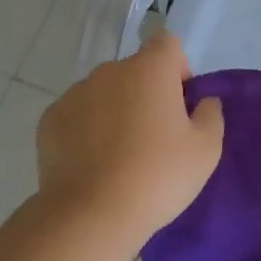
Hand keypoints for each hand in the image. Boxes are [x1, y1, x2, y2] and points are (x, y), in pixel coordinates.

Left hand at [35, 33, 223, 244]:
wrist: (91, 215)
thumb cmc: (158, 176)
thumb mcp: (206, 150)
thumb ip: (211, 115)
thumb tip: (203, 101)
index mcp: (150, 69)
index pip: (167, 45)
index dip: (178, 69)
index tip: (180, 105)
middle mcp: (110, 71)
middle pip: (135, 70)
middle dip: (146, 93)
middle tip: (155, 137)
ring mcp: (75, 93)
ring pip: (105, 92)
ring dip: (115, 110)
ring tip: (120, 155)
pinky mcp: (50, 119)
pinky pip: (78, 114)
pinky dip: (87, 129)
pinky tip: (93, 164)